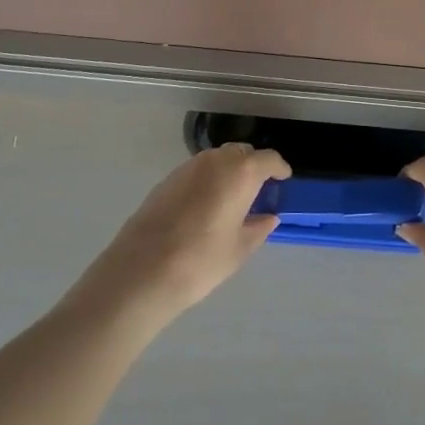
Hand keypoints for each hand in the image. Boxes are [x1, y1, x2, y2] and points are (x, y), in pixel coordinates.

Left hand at [82, 144, 288, 322]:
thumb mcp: (239, 249)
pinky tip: (205, 206)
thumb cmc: (201, 260)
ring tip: (232, 198)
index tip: (284, 179)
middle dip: (253, 166)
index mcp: (240, 172)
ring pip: (216, 159)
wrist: (141, 272)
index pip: (268, 159)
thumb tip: (268, 217)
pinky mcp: (166, 180)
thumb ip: (258, 228)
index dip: (279, 168)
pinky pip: (196, 172)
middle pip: (241, 153)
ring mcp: (187, 168)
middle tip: (258, 189)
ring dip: (228, 171)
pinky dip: (207, 180)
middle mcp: (215, 161)